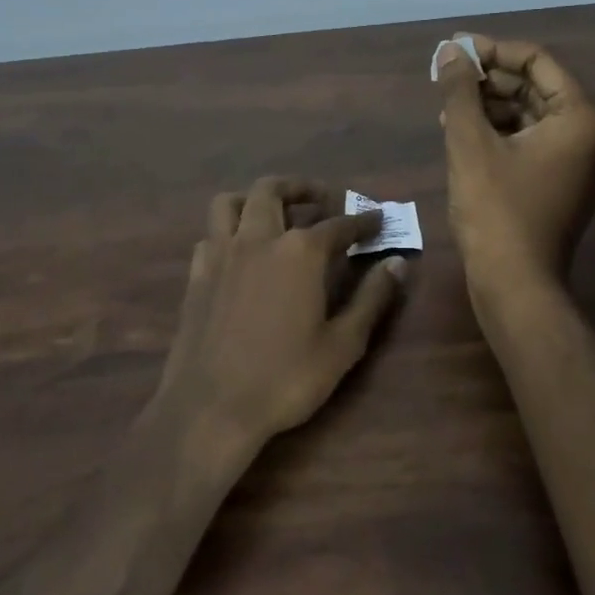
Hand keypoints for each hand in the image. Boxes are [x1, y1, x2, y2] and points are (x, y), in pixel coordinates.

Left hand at [154, 176, 406, 459]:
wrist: (211, 406)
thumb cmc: (285, 378)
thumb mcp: (342, 344)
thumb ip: (372, 298)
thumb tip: (397, 264)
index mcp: (300, 253)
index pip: (339, 224)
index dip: (362, 220)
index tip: (378, 218)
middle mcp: (258, 239)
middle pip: (273, 190)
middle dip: (300, 188)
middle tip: (321, 198)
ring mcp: (221, 254)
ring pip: (231, 202)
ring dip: (254, 198)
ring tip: (274, 212)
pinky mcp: (196, 275)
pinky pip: (210, 235)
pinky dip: (228, 231)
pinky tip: (240, 252)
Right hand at [434, 36, 594, 293]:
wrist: (516, 285)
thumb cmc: (495, 210)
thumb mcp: (470, 143)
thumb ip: (460, 91)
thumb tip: (449, 51)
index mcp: (582, 118)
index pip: (536, 62)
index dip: (492, 51)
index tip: (454, 50)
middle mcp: (594, 136)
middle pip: (536, 88)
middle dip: (489, 81)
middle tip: (446, 77)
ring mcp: (583, 163)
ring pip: (532, 116)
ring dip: (491, 107)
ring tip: (448, 107)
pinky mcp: (567, 184)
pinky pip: (534, 143)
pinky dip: (502, 134)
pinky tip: (464, 134)